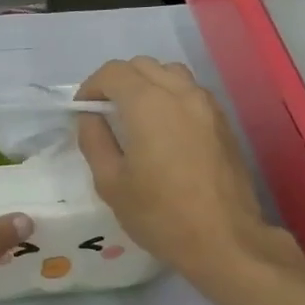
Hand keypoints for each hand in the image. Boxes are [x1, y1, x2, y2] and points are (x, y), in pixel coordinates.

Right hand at [76, 58, 298, 279]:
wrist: (223, 238)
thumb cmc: (159, 214)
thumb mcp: (111, 184)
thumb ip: (95, 142)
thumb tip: (89, 117)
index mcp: (148, 104)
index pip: (113, 72)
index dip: (91, 86)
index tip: (82, 110)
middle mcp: (181, 93)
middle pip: (143, 66)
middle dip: (118, 82)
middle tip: (104, 113)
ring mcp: (207, 105)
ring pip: (171, 74)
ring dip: (146, 85)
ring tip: (134, 117)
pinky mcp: (223, 122)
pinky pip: (191, 93)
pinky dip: (170, 98)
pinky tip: (163, 131)